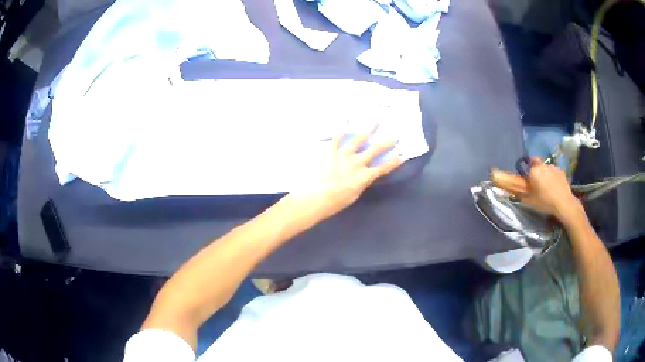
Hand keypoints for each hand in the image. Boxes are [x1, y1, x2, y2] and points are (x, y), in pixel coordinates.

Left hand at [288, 128, 403, 220]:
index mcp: (364, 177)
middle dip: (386, 143)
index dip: (393, 163)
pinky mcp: (330, 151)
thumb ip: (360, 183)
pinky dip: (342, 127)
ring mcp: (343, 154)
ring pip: (359, 139)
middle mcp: (357, 162)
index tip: (402, 156)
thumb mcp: (353, 196)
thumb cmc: (334, 202)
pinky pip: (337, 137)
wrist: (314, 197)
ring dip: (368, 129)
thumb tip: (363, 176)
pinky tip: (346, 118)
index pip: (383, 169)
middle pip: (375, 150)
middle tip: (394, 136)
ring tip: (376, 120)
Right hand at [520, 158, 582, 223]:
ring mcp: (553, 167)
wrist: (563, 203)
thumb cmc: (545, 202)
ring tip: (549, 186)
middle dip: (537, 170)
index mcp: (534, 171)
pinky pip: (555, 171)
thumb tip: (513, 193)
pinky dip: (554, 176)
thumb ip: (521, 195)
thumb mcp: (530, 202)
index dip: (529, 173)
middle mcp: (543, 165)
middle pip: (537, 163)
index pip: (528, 166)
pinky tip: (556, 186)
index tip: (530, 181)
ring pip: (546, 167)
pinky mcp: (561, 170)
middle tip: (539, 182)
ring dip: (546, 173)